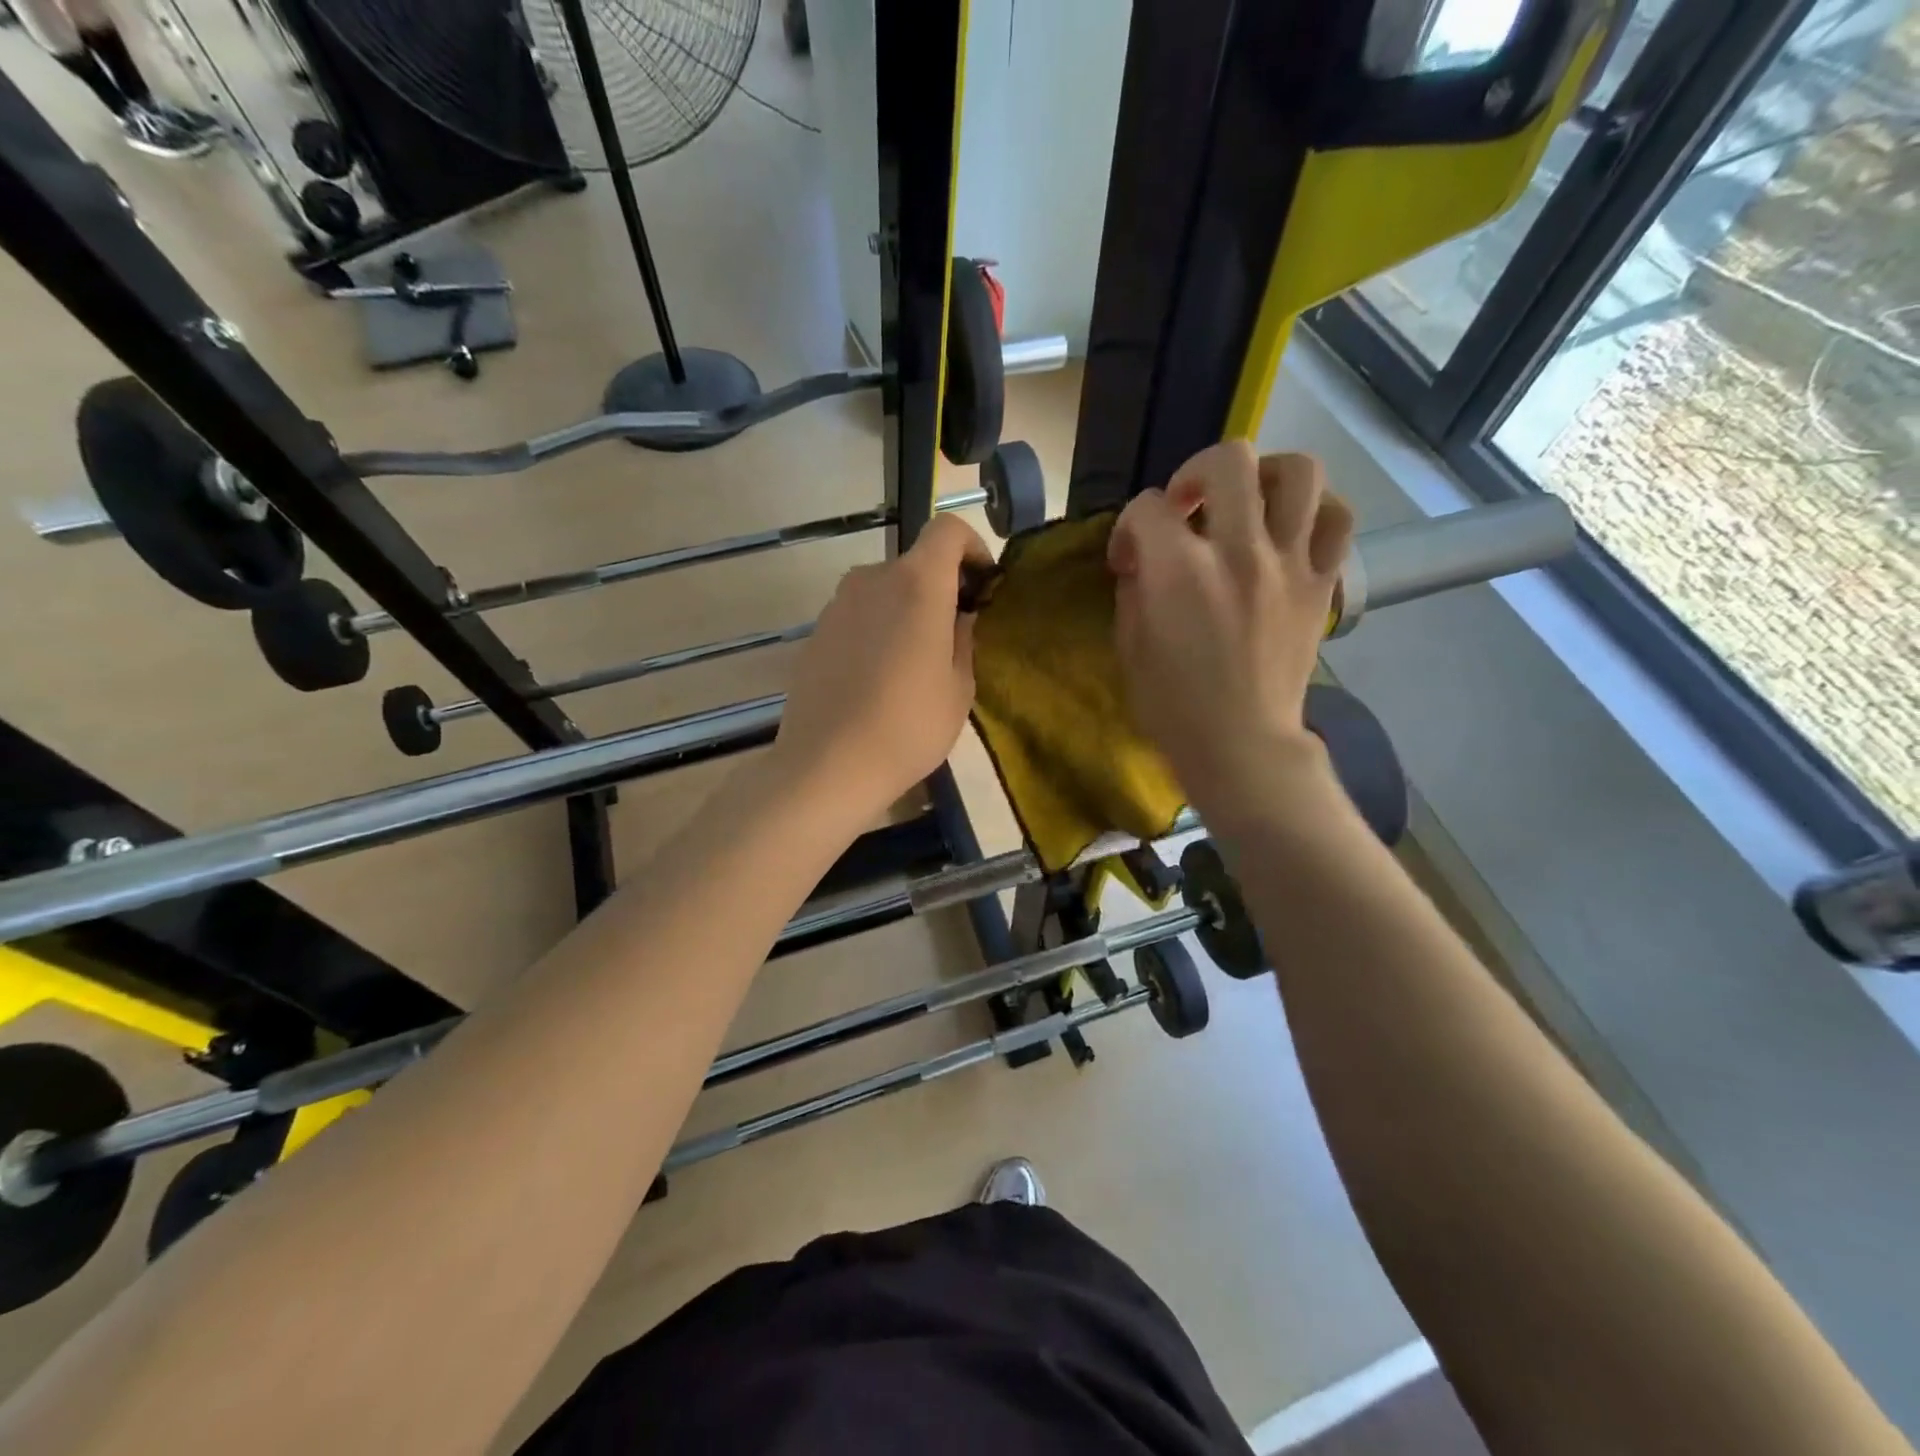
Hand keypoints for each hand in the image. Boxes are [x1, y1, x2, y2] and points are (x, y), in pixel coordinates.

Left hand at [770, 513, 991, 826]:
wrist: (827, 765)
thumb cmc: (909, 727)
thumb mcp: (959, 687)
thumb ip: (963, 637)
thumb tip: (957, 616)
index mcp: (917, 584)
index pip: (947, 530)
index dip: (972, 547)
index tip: (982, 585)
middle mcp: (873, 579)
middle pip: (915, 564)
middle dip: (940, 589)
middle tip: (953, 635)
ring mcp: (837, 604)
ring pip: (884, 592)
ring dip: (905, 611)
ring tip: (914, 664)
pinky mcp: (816, 632)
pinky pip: (858, 617)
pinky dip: (876, 631)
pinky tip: (878, 679)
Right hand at [1109, 441, 1352, 815]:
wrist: (1241, 744)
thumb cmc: (1173, 705)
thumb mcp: (1129, 645)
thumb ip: (1135, 587)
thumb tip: (1145, 557)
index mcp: (1180, 572)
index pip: (1149, 507)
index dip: (1130, 526)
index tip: (1129, 557)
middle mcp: (1239, 552)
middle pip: (1228, 460)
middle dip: (1195, 472)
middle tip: (1187, 506)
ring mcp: (1289, 564)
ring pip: (1298, 472)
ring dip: (1263, 476)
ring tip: (1246, 503)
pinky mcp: (1321, 583)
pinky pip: (1336, 517)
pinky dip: (1313, 509)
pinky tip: (1288, 528)